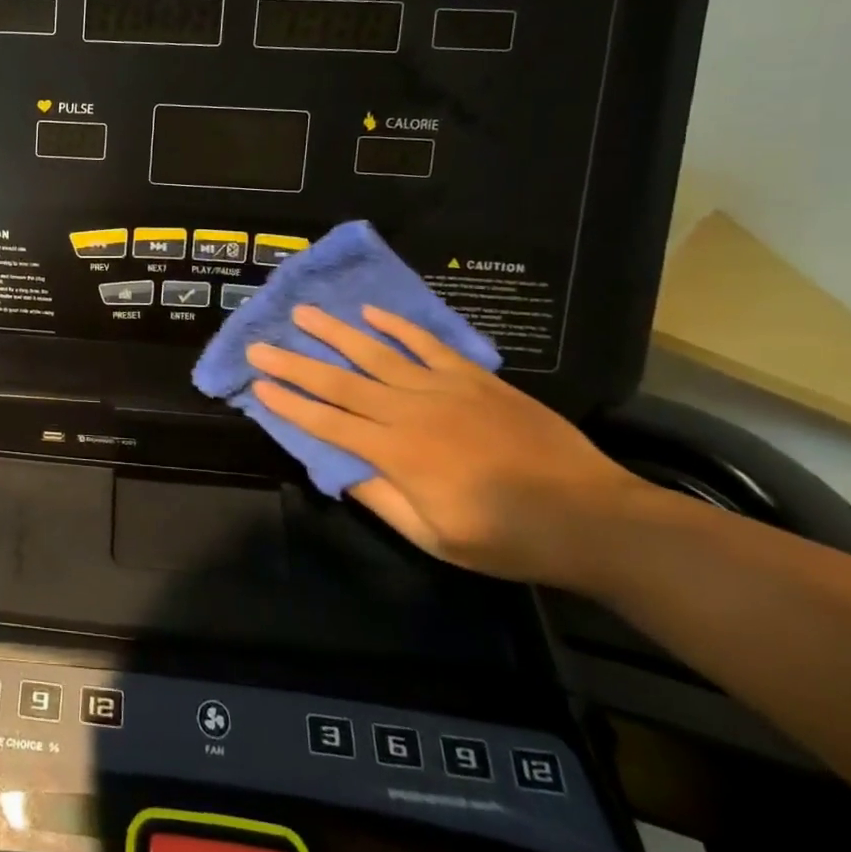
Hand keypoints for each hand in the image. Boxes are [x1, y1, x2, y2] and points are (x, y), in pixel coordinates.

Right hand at [246, 305, 657, 586]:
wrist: (593, 517)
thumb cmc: (508, 538)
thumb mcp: (436, 538)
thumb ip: (382, 499)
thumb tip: (338, 468)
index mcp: (397, 455)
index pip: (328, 423)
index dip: (289, 404)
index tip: (257, 386)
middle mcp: (410, 412)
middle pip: (340, 383)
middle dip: (295, 363)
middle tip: (260, 345)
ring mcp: (443, 389)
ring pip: (376, 354)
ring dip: (335, 333)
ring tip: (303, 313)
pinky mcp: (474, 378)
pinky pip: (426, 345)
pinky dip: (397, 327)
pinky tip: (370, 313)